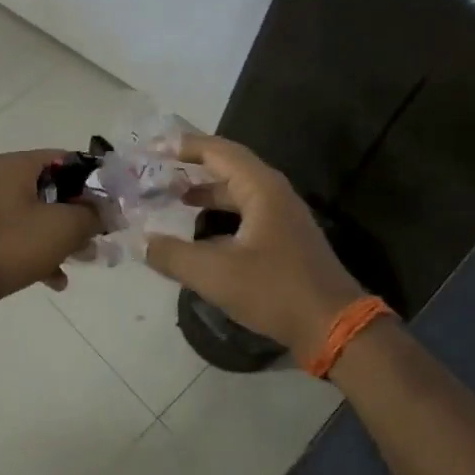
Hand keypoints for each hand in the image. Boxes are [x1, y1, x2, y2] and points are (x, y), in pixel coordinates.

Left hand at [0, 151, 102, 315]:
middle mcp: (1, 180)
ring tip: (86, 258)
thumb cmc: (12, 244)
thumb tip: (106, 212)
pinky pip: (22, 239)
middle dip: (80, 212)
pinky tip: (57, 281)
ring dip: (64, 237)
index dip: (93, 179)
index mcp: (17, 165)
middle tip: (101, 233)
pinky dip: (41, 254)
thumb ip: (91, 214)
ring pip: (39, 216)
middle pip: (53, 189)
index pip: (65, 158)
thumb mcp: (63, 226)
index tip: (112, 202)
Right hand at [144, 133, 366, 358]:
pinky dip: (220, 211)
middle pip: (227, 165)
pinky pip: (245, 210)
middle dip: (192, 165)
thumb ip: (172, 255)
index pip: (217, 151)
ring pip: (237, 190)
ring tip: (173, 196)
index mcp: (261, 188)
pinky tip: (201, 231)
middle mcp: (273, 192)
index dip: (183, 146)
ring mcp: (282, 215)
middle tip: (158, 169)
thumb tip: (138, 241)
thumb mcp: (215, 274)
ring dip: (205, 190)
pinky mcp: (285, 238)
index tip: (152, 148)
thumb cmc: (275, 291)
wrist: (335, 328)